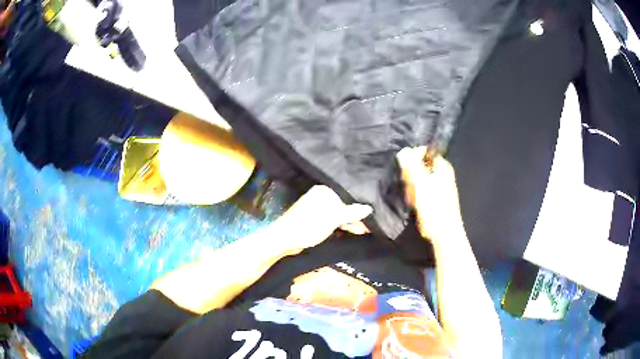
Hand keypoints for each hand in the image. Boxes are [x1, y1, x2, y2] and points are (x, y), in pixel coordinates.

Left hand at [282, 185, 371, 251]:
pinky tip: (351, 231)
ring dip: (349, 223)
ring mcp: (317, 208)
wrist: (285, 239)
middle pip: (343, 206)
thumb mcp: (333, 219)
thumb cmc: (309, 225)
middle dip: (354, 217)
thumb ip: (351, 213)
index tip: (370, 219)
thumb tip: (369, 208)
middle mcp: (320, 197)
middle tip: (368, 227)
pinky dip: (340, 226)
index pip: (348, 196)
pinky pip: (332, 221)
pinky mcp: (314, 219)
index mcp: (324, 191)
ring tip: (363, 230)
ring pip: (338, 215)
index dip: (359, 208)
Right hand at [396, 147, 463, 242]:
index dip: (412, 158)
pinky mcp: (433, 196)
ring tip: (413, 198)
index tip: (406, 171)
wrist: (443, 233)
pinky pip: (419, 189)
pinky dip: (415, 194)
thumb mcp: (421, 185)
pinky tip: (414, 203)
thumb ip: (412, 166)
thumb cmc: (435, 208)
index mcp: (442, 166)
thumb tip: (404, 151)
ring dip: (411, 187)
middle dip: (411, 176)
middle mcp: (441, 172)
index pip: (423, 151)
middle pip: (419, 165)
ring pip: (417, 178)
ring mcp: (438, 185)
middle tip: (410, 188)